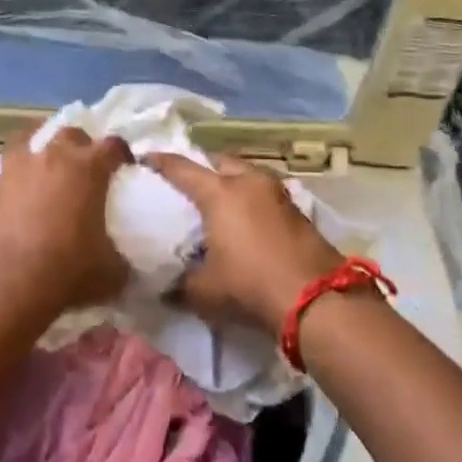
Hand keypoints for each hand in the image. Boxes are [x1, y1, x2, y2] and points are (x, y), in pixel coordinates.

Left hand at [0, 125, 131, 318]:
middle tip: (84, 169)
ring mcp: (11, 172)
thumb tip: (123, 260)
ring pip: (23, 141)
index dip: (122, 155)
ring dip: (36, 150)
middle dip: (80, 146)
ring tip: (41, 168)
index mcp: (86, 169)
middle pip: (68, 134)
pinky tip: (5, 199)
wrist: (10, 290)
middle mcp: (48, 159)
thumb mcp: (113, 271)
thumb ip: (122, 256)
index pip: (112, 146)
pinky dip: (2, 185)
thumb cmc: (68, 273)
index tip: (124, 169)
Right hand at [144, 152, 343, 334]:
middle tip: (185, 184)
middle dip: (201, 168)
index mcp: (219, 193)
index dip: (159, 162)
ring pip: (246, 176)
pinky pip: (263, 194)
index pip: (181, 168)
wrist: (317, 301)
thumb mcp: (203, 291)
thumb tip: (162, 287)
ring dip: (230, 182)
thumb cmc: (249, 286)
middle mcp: (249, 182)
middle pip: (218, 163)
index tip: (144, 159)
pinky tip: (243, 220)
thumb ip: (178, 284)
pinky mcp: (297, 211)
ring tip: (215, 202)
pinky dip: (249, 199)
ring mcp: (278, 194)